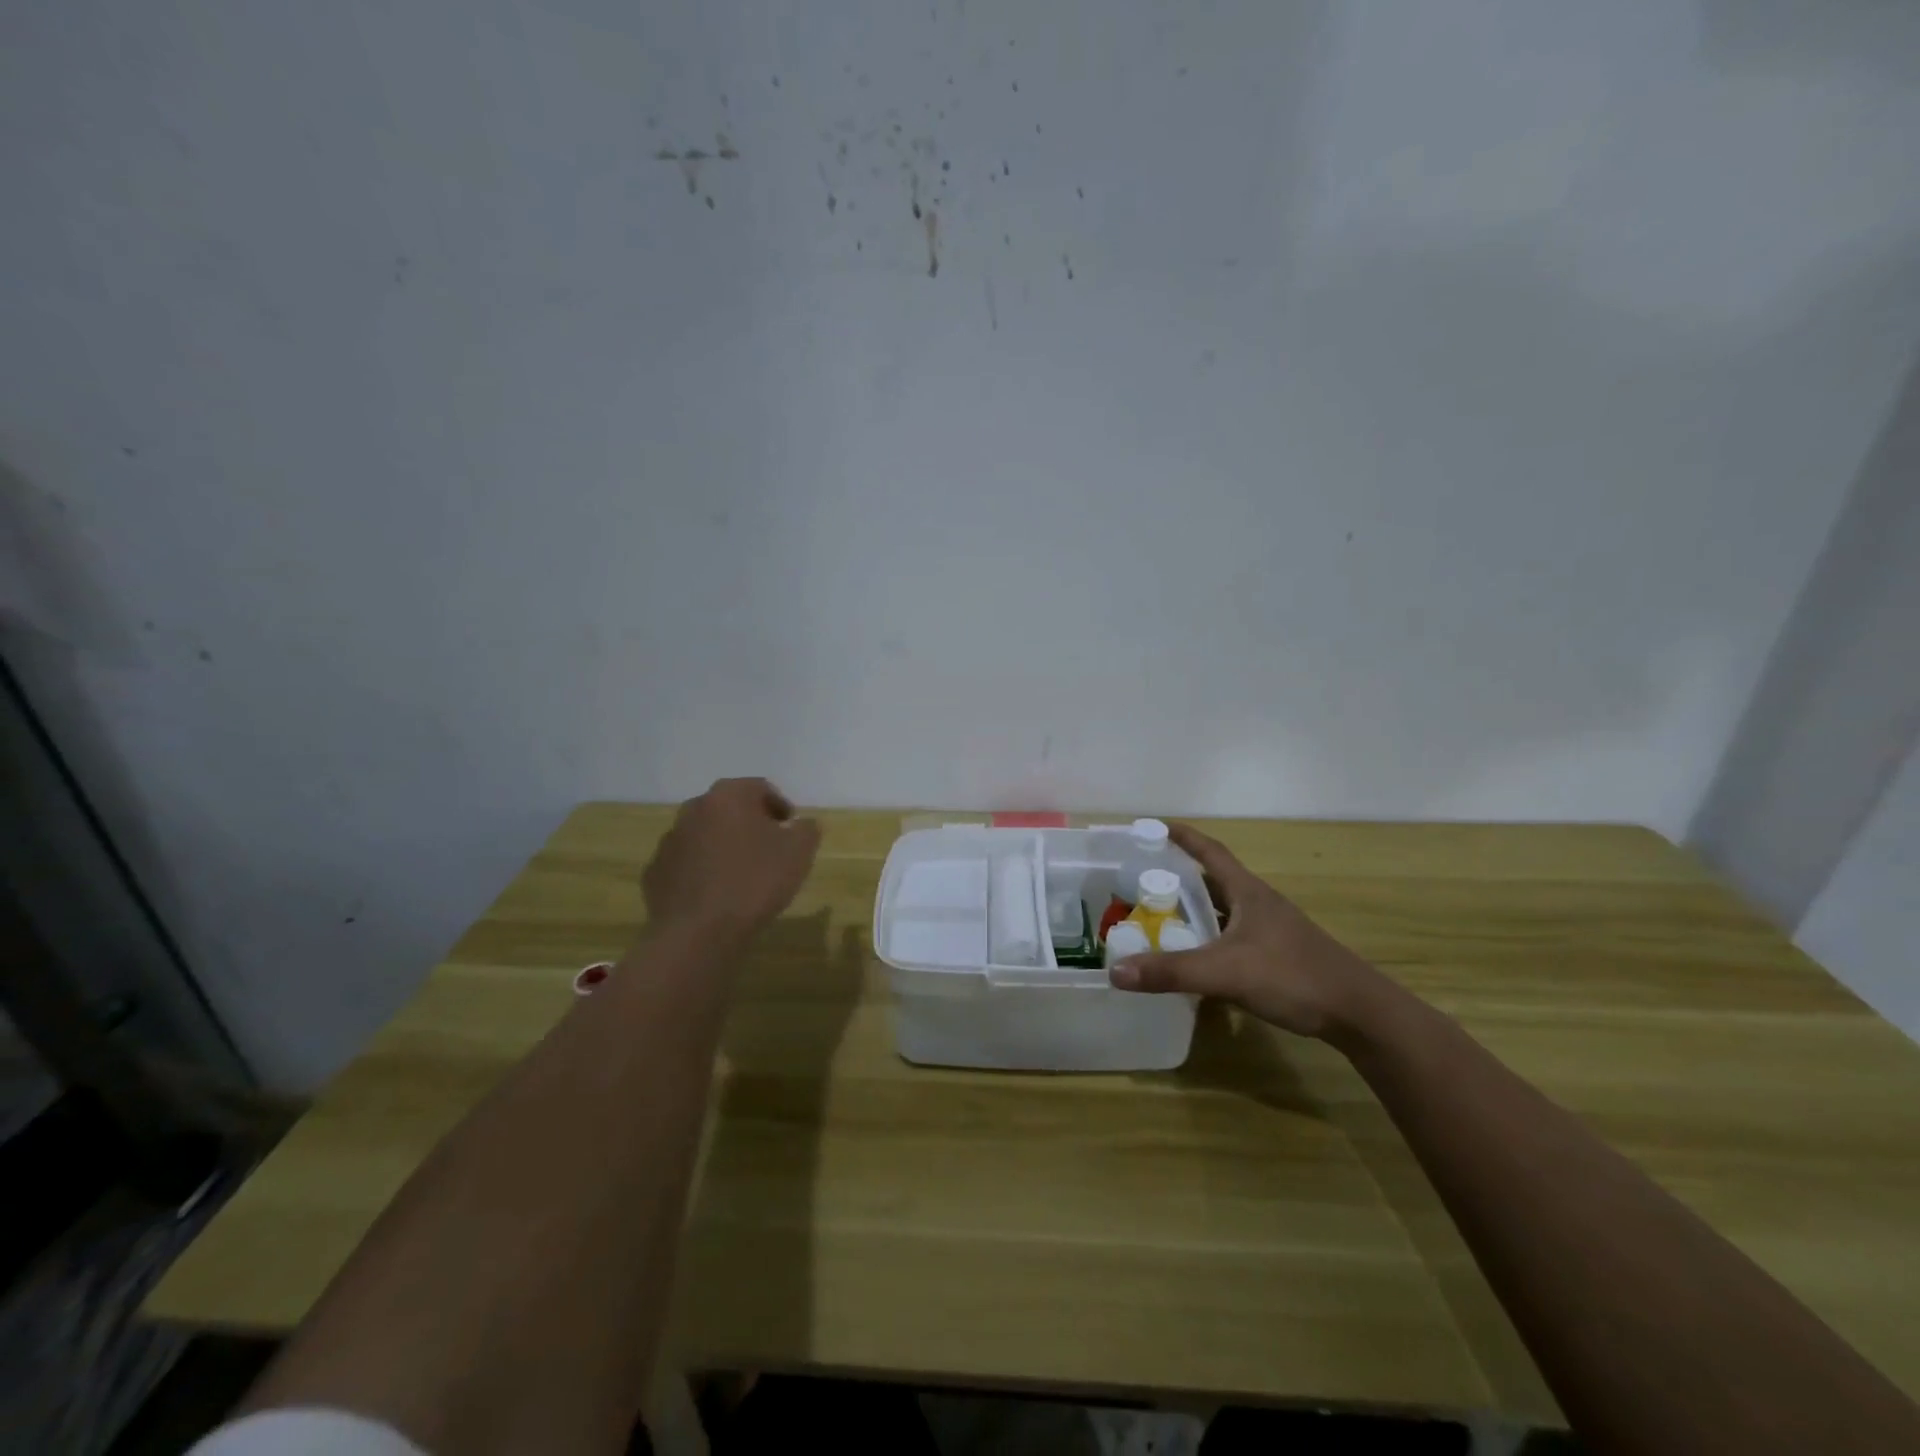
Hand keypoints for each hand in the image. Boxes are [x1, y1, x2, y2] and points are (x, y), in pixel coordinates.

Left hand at [642, 778, 820, 943]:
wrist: (698, 933)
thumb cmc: (754, 882)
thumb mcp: (799, 852)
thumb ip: (806, 829)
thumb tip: (801, 824)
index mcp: (728, 796)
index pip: (760, 788)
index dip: (780, 806)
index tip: (791, 828)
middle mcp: (694, 808)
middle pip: (729, 808)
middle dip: (750, 824)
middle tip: (769, 849)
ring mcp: (669, 840)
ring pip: (705, 834)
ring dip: (724, 846)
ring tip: (742, 874)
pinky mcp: (655, 872)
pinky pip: (686, 863)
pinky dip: (702, 870)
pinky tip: (716, 894)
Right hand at [1108, 823, 1386, 1039]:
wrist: (1359, 1013)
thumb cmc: (1293, 976)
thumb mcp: (1225, 972)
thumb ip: (1171, 972)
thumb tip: (1115, 971)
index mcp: (1248, 892)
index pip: (1210, 852)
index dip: (1182, 837)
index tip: (1154, 826)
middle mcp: (1259, 904)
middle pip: (1214, 880)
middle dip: (1180, 876)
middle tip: (1143, 879)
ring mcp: (1271, 930)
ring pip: (1224, 911)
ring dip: (1195, 910)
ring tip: (1160, 916)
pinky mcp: (1278, 956)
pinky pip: (1232, 937)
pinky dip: (1210, 940)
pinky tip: (1196, 958)